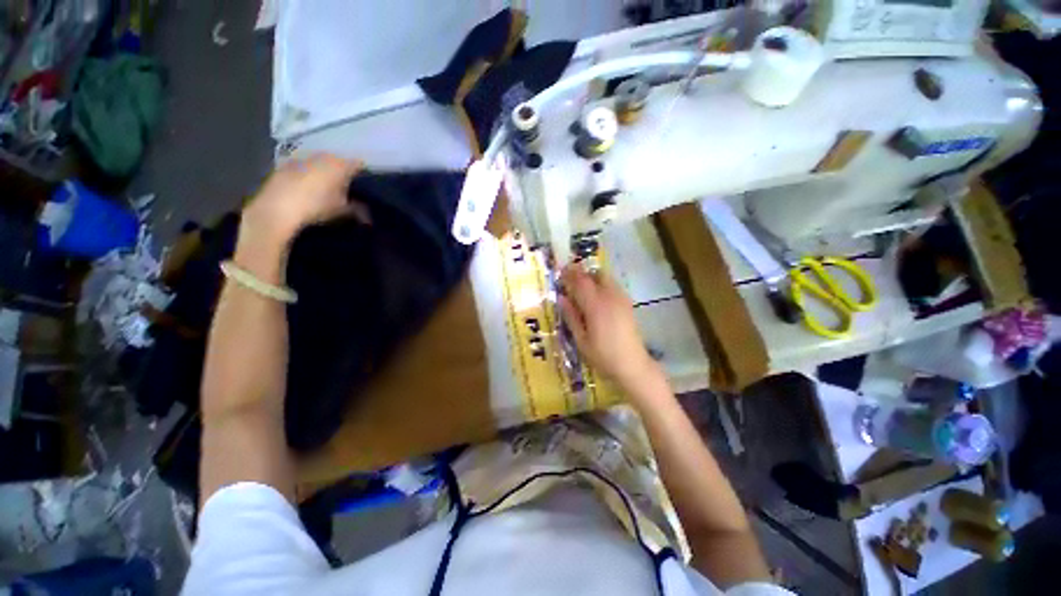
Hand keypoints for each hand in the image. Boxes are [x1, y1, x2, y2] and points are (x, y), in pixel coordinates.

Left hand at [240, 154, 361, 254]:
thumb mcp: (343, 211)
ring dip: (326, 172)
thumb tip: (368, 215)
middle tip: (349, 188)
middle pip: (339, 161)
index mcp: (341, 164)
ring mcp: (303, 157)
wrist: (277, 208)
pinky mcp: (286, 163)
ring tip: (329, 188)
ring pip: (321, 162)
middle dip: (344, 172)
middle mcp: (323, 155)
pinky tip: (310, 188)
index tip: (368, 186)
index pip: (359, 165)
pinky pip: (305, 166)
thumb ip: (358, 210)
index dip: (365, 175)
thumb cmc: (317, 207)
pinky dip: (310, 174)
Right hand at [558, 265, 663, 395]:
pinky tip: (597, 296)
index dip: (569, 274)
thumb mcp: (581, 339)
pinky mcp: (627, 304)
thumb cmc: (603, 355)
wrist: (633, 365)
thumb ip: (571, 316)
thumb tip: (561, 297)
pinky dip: (602, 284)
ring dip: (592, 277)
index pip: (580, 282)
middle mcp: (609, 297)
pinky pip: (613, 285)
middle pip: (595, 274)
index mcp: (595, 306)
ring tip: (582, 286)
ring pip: (605, 278)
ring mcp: (621, 299)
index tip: (559, 271)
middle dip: (581, 272)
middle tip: (570, 277)